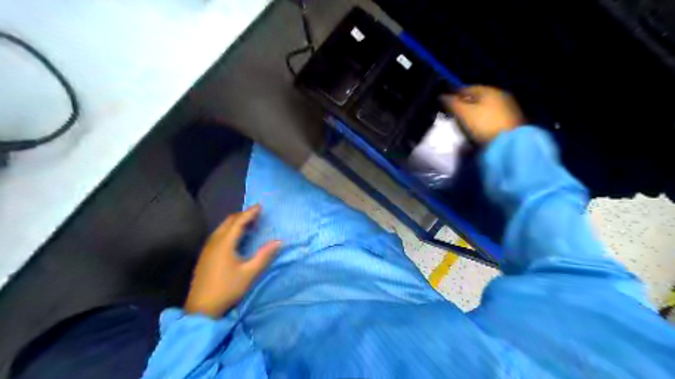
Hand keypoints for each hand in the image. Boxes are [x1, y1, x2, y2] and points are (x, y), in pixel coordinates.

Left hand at [184, 206, 281, 317]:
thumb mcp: (250, 273)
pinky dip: (229, 230)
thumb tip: (279, 241)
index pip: (239, 222)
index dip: (250, 213)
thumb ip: (264, 256)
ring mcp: (207, 249)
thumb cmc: (227, 289)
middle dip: (242, 215)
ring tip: (248, 224)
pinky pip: (218, 235)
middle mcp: (214, 242)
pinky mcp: (205, 256)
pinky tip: (235, 238)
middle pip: (228, 222)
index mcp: (225, 243)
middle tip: (256, 214)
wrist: (201, 309)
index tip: (260, 206)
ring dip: (235, 223)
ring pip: (222, 228)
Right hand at [444, 87, 527, 144]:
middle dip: (464, 104)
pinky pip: (491, 117)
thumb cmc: (483, 124)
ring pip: (485, 108)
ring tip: (463, 122)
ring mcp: (508, 108)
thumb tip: (441, 96)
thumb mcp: (463, 113)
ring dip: (474, 112)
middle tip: (453, 113)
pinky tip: (477, 128)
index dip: (454, 94)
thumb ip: (451, 103)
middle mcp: (500, 95)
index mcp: (489, 90)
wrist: (508, 144)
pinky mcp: (511, 121)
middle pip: (477, 98)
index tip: (444, 103)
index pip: (467, 88)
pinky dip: (483, 120)